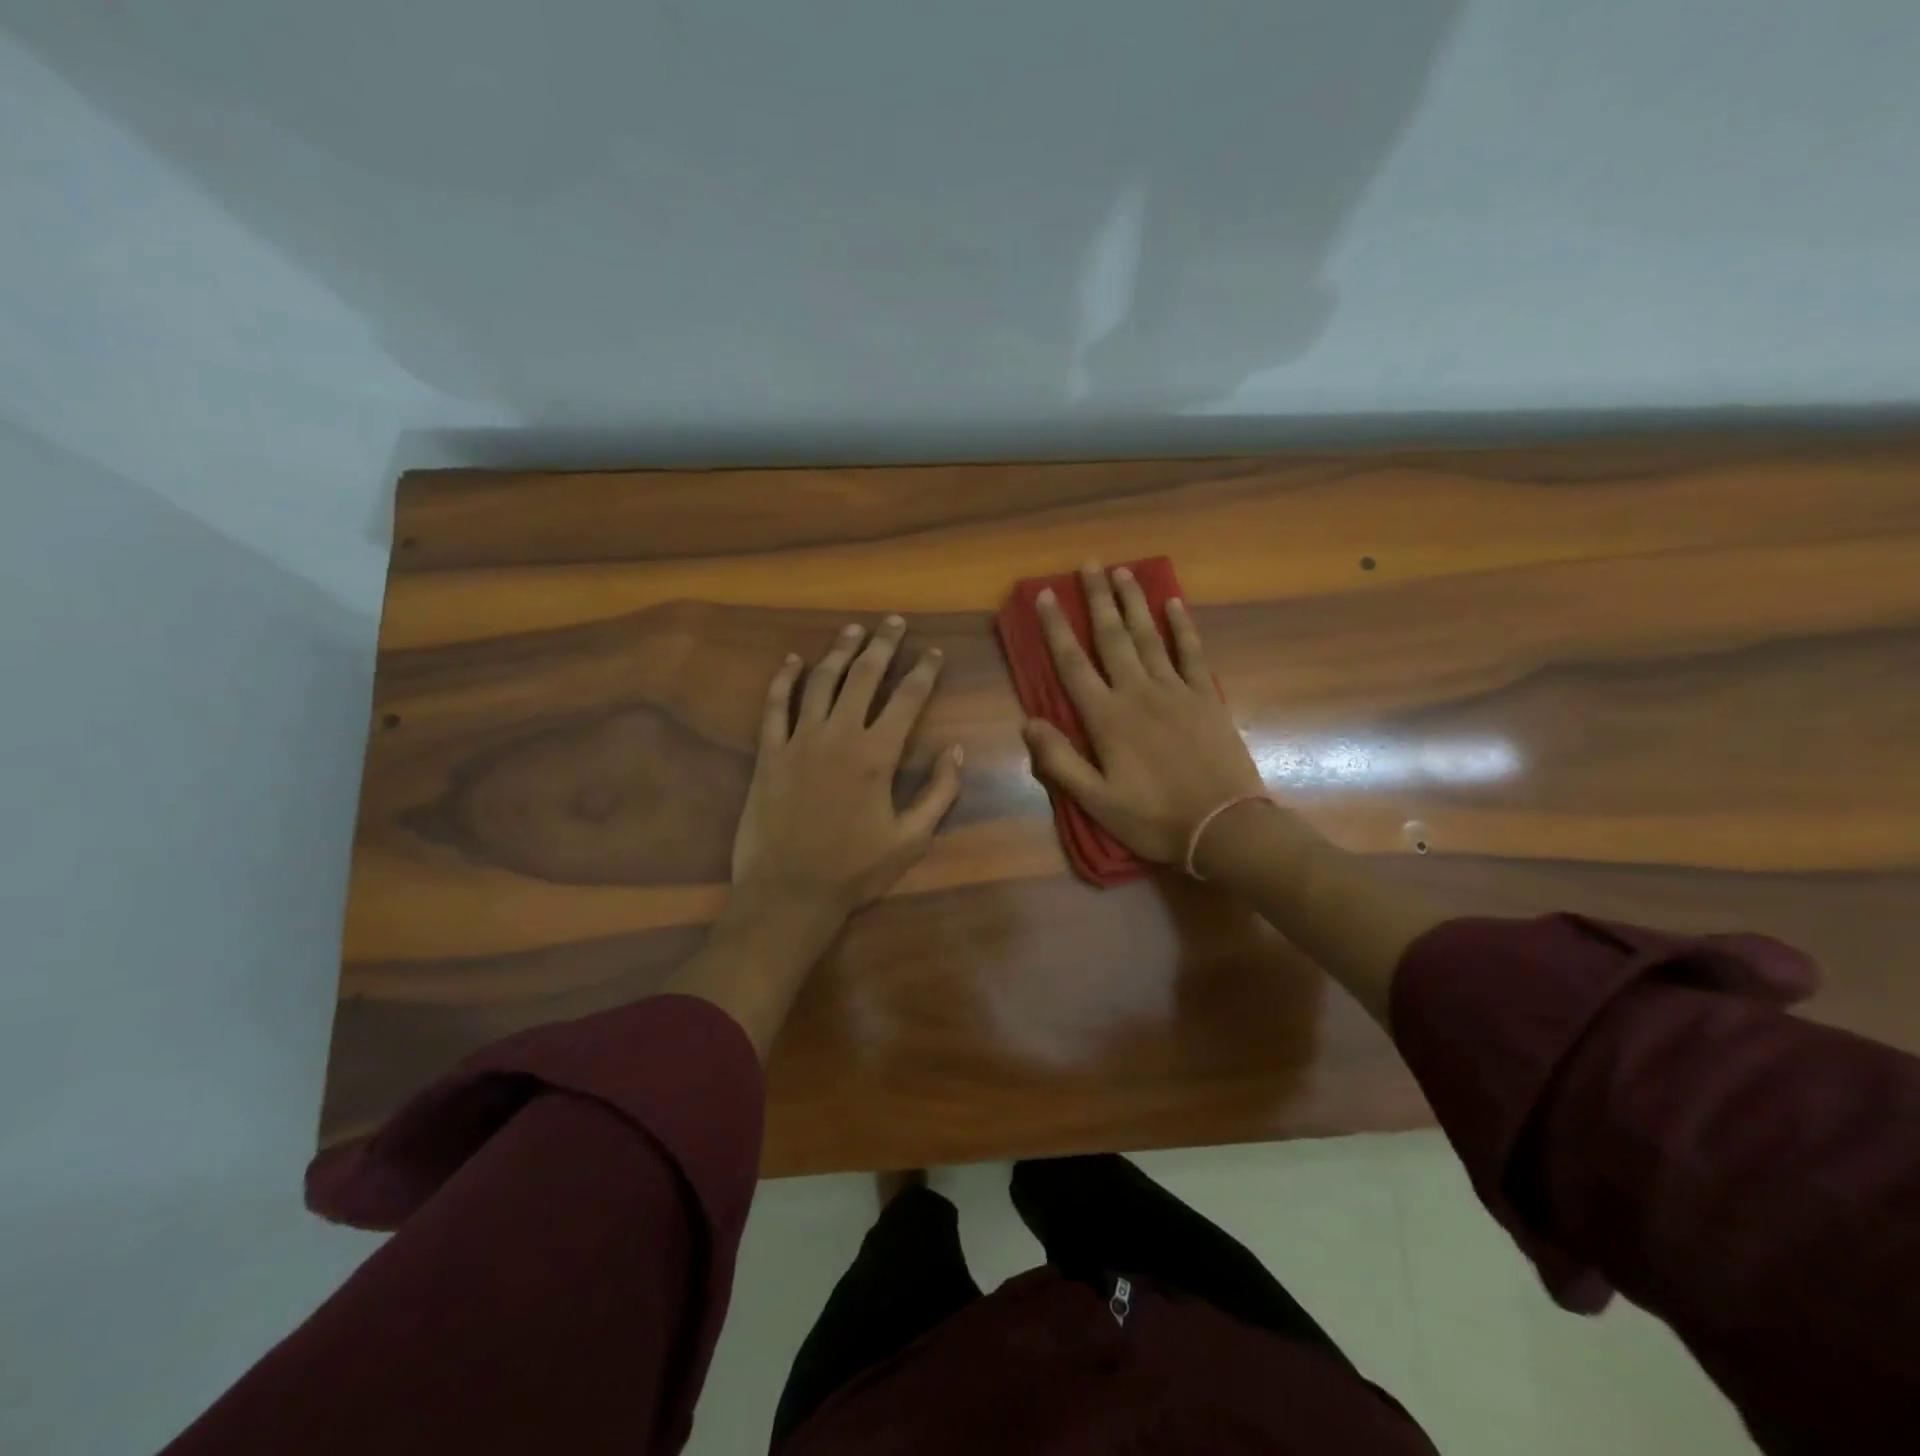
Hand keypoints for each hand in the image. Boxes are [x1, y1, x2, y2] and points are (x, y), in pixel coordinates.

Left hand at [731, 616, 963, 924]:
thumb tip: (955, 750)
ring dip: (839, 650)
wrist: (788, 893)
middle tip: (893, 622)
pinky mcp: (768, 753)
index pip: (907, 698)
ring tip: (853, 629)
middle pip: (863, 676)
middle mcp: (839, 734)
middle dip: (882, 644)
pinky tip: (793, 660)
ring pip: (821, 681)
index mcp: (877, 754)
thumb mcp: (911, 839)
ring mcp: (799, 740)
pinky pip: (774, 706)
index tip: (933, 652)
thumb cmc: (854, 870)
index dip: (923, 671)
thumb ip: (939, 792)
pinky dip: (784, 679)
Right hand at [1023, 563, 1264, 864]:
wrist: (1224, 826)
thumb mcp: (1096, 800)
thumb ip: (1059, 761)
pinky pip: (1191, 651)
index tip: (1044, 595)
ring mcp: (1176, 690)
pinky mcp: (1206, 696)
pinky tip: (1174, 602)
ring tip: (1123, 571)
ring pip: (1149, 635)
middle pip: (1112, 636)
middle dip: (1097, 599)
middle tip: (1089, 564)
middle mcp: (1138, 692)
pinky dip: (1182, 625)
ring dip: (1134, 602)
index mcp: (1107, 718)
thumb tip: (1028, 722)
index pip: (1073, 663)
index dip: (1055, 628)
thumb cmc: (1154, 817)